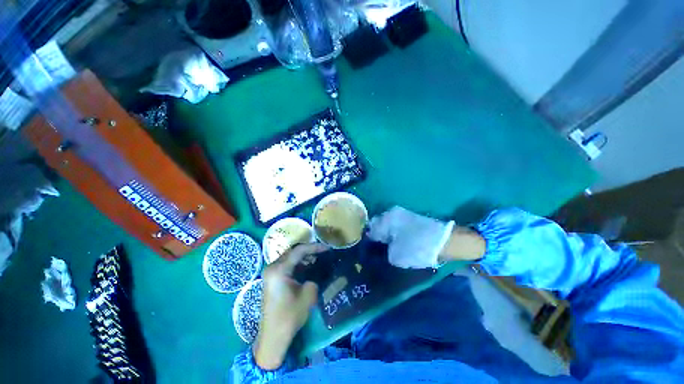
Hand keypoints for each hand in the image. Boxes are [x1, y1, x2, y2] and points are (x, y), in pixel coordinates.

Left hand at [253, 243, 328, 369]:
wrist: (273, 337)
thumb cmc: (289, 316)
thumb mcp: (308, 295)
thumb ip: (314, 277)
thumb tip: (318, 268)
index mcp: (279, 269)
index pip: (299, 250)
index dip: (314, 247)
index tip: (327, 248)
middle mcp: (272, 267)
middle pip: (293, 251)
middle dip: (309, 250)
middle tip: (323, 252)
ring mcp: (270, 273)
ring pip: (290, 257)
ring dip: (303, 257)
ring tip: (318, 258)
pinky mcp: (272, 279)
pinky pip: (286, 265)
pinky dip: (298, 264)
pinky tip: (308, 266)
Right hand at [368, 206, 484, 268]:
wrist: (447, 242)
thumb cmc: (418, 247)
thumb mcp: (396, 255)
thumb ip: (383, 252)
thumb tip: (379, 250)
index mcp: (387, 218)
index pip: (371, 228)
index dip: (368, 240)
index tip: (368, 251)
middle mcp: (393, 213)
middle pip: (379, 226)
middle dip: (377, 237)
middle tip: (377, 251)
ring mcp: (403, 215)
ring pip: (388, 226)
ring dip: (386, 237)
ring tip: (387, 250)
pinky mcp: (412, 220)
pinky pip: (397, 227)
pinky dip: (395, 236)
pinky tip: (397, 245)